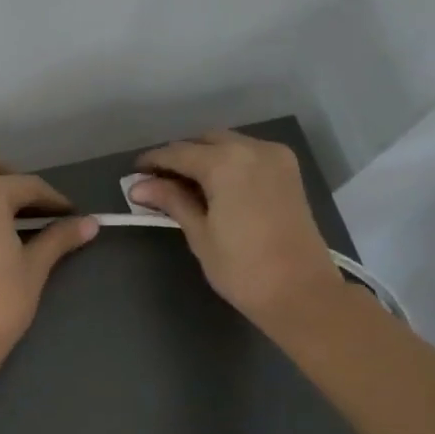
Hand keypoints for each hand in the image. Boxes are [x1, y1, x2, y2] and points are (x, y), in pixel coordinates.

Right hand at [130, 131, 345, 324]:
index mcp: (226, 162)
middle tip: (157, 181)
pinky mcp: (289, 172)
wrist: (300, 292)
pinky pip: (249, 154)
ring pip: (229, 144)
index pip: (178, 153)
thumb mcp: (200, 234)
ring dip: (204, 157)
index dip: (153, 161)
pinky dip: (228, 162)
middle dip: (180, 156)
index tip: (133, 173)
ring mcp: (276, 157)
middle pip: (205, 141)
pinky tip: (214, 185)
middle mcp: (252, 148)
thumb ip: (172, 202)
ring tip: (183, 184)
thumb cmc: (242, 268)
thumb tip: (139, 187)